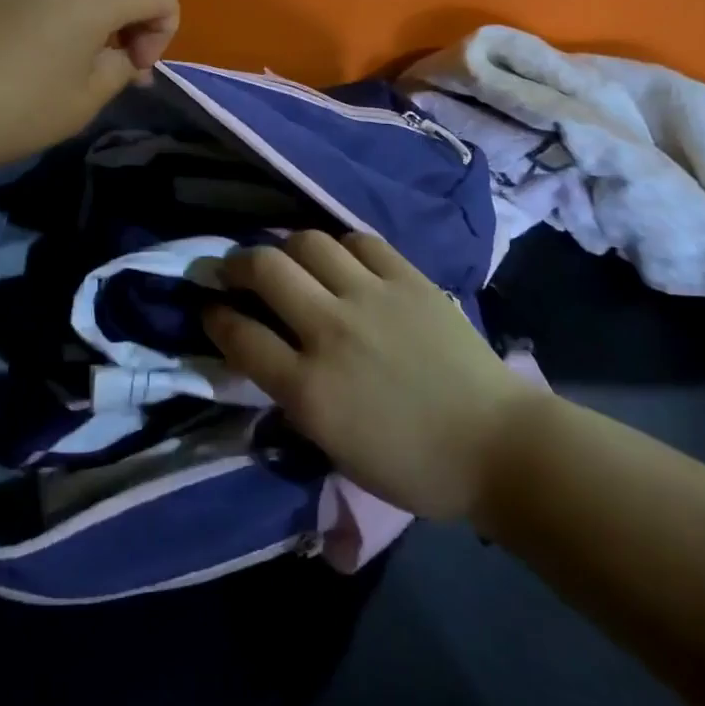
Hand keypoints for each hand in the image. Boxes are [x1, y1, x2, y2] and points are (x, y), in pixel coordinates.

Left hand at [0, 0, 178, 178]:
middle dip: (128, 15)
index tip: (133, 67)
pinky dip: (45, 4)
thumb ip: (121, 67)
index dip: (163, 28)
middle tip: (106, 61)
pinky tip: (14, 46)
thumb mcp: (84, 101)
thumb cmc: (9, 112)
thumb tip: (125, 55)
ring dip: (87, 7)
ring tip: (60, 53)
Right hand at [206, 232, 543, 520]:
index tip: (208, 307)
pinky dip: (340, 246)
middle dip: (236, 263)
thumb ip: (293, 396)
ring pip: (308, 242)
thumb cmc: (413, 464)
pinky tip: (339, 258)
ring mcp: (371, 297)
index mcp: (310, 388)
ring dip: (285, 247)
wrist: (495, 444)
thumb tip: (266, 353)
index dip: (214, 316)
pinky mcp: (407, 278)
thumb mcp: (335, 447)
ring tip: (287, 258)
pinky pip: (359, 241)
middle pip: (264, 270)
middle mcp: (331, 331)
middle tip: (234, 270)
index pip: (240, 335)